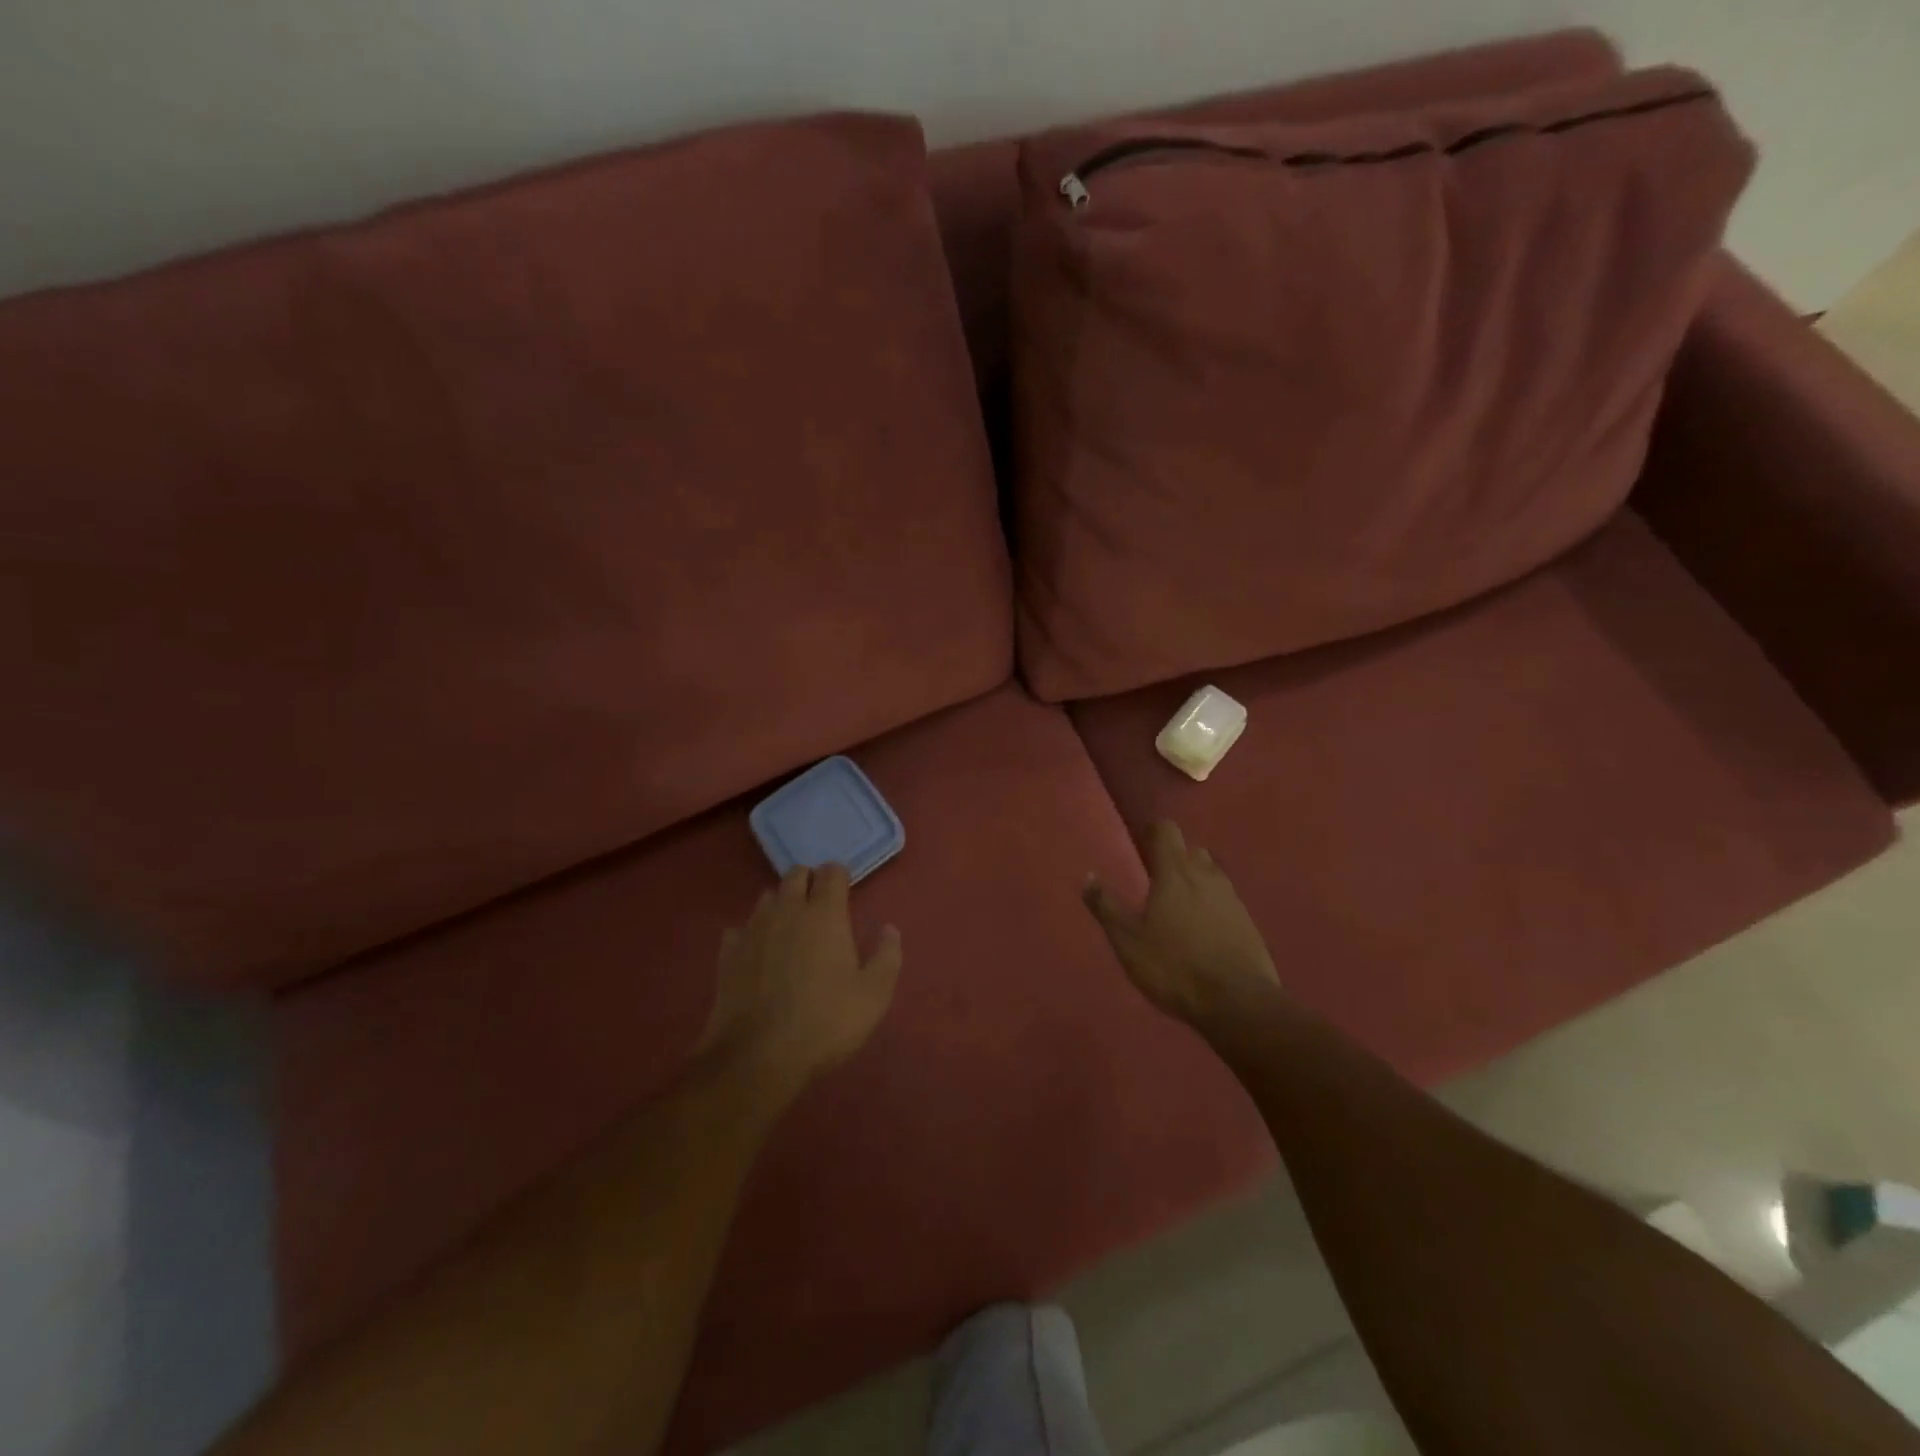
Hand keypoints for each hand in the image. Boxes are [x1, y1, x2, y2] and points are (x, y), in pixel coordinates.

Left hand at [701, 864, 902, 1096]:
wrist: (757, 1056)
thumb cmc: (825, 1022)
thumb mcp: (873, 996)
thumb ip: (886, 957)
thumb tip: (889, 929)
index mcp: (825, 914)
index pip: (832, 872)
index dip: (840, 877)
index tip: (846, 892)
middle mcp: (787, 910)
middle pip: (796, 874)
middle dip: (809, 881)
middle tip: (820, 907)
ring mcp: (753, 929)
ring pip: (767, 897)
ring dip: (781, 904)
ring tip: (791, 928)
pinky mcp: (727, 952)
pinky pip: (740, 928)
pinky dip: (751, 933)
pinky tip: (758, 953)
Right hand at [1084, 821, 1277, 1025]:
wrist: (1238, 1002)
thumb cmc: (1174, 966)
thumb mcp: (1128, 941)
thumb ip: (1107, 906)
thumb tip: (1088, 877)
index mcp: (1175, 873)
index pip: (1167, 830)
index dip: (1153, 832)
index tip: (1141, 843)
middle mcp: (1206, 876)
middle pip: (1191, 850)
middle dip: (1175, 857)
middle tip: (1157, 878)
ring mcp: (1232, 899)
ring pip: (1212, 874)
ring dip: (1196, 881)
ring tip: (1179, 905)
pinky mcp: (1249, 923)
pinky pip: (1227, 901)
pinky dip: (1213, 905)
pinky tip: (1203, 930)